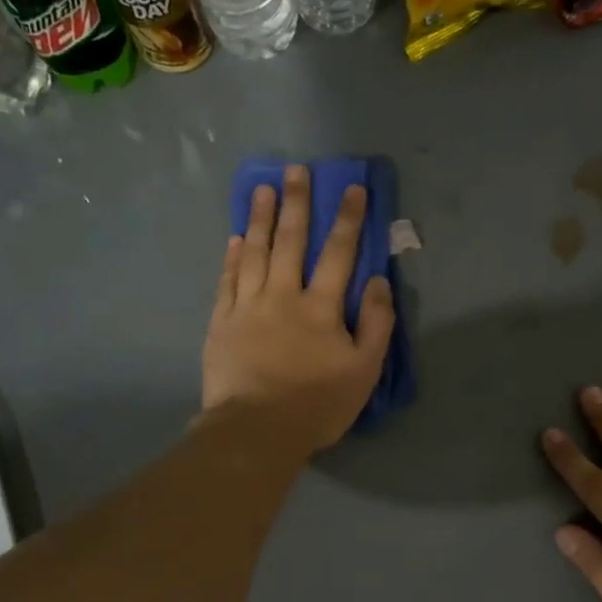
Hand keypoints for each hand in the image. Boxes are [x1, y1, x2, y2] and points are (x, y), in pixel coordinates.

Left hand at [201, 164, 394, 455]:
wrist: (257, 430)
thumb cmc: (318, 404)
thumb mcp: (365, 370)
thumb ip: (376, 324)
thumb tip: (378, 282)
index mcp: (321, 307)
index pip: (339, 254)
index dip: (348, 220)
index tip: (353, 189)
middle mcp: (283, 296)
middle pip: (291, 242)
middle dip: (297, 204)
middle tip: (297, 171)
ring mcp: (248, 307)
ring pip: (255, 253)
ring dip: (261, 219)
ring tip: (264, 189)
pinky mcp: (222, 322)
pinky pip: (228, 280)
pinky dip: (233, 257)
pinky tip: (236, 238)